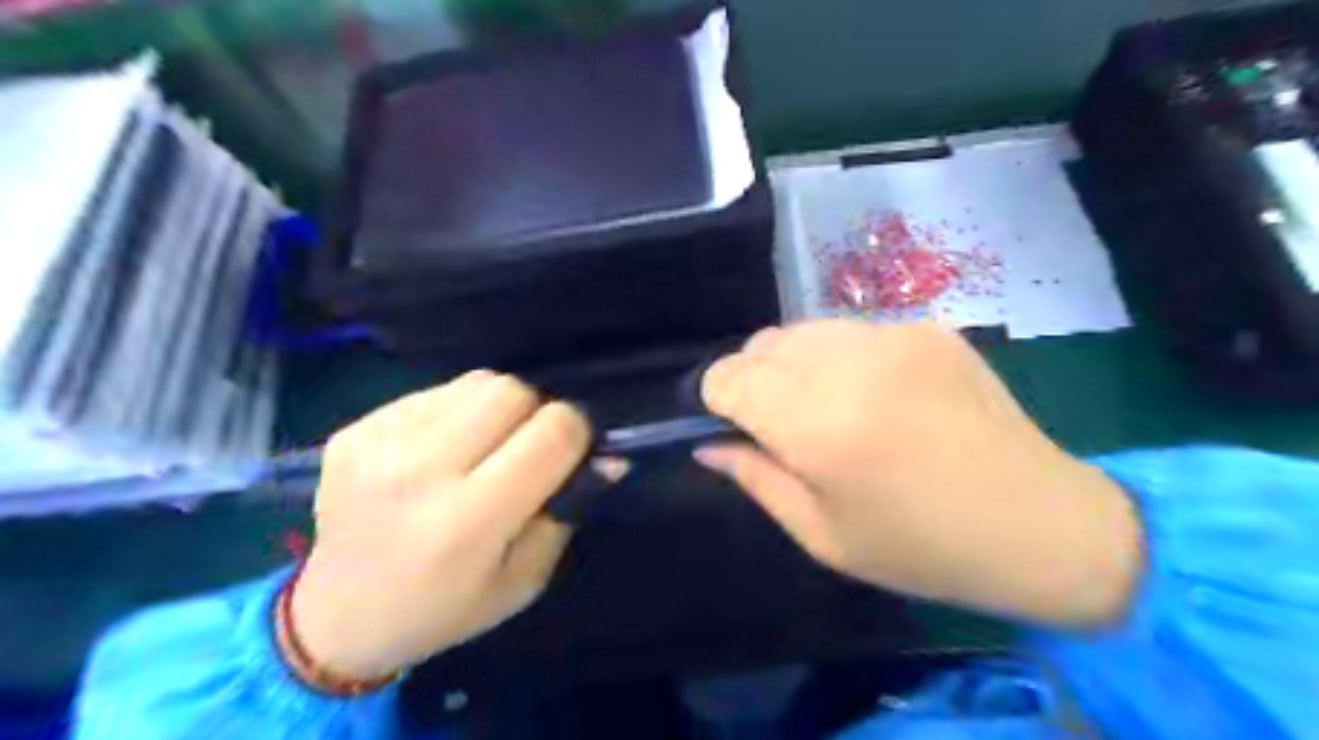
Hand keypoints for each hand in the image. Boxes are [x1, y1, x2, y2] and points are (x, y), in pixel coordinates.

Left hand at [292, 371, 593, 680]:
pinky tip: (440, 451)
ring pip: (476, 381)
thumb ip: (568, 509)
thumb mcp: (526, 578)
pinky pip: (436, 392)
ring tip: (481, 447)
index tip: (571, 450)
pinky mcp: (355, 429)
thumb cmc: (446, 607)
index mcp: (468, 521)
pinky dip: (456, 413)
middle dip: (535, 413)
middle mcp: (419, 472)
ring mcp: (379, 443)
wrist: (339, 618)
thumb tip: (605, 456)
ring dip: (496, 408)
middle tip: (524, 449)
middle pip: (511, 391)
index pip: (551, 432)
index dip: (576, 432)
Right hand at [701, 322, 1146, 628]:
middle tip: (784, 427)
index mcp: (817, 423)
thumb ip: (755, 478)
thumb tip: (708, 444)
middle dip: (754, 380)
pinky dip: (843, 358)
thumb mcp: (821, 534)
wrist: (1039, 523)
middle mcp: (850, 363)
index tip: (736, 428)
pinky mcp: (928, 326)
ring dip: (795, 364)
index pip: (727, 376)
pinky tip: (879, 396)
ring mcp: (895, 335)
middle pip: (761, 344)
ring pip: (804, 330)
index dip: (719, 400)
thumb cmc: (920, 546)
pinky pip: (854, 331)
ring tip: (829, 408)